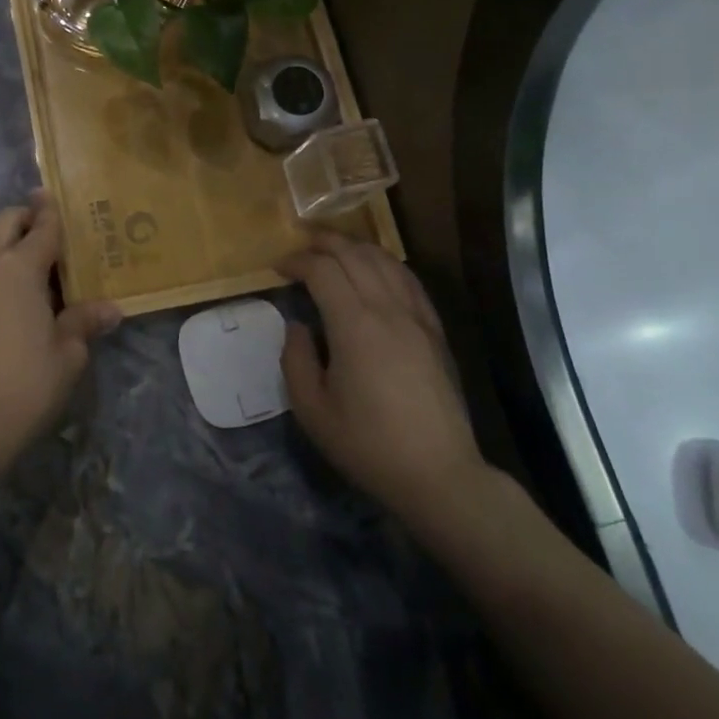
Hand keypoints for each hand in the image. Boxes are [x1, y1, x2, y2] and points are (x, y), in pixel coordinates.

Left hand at [0, 192, 122, 464]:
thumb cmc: (27, 382)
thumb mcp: (68, 353)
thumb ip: (84, 321)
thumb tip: (111, 309)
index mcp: (18, 268)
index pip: (42, 227)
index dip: (54, 211)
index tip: (60, 196)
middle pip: (5, 222)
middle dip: (27, 217)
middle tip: (52, 230)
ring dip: (10, 242)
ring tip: (40, 267)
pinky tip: (19, 296)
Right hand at [280, 233, 491, 525]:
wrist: (439, 476)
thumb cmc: (368, 446)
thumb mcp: (312, 411)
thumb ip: (296, 360)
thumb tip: (297, 326)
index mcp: (355, 326)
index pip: (323, 270)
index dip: (297, 261)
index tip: (278, 268)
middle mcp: (388, 310)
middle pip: (355, 254)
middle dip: (324, 242)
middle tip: (300, 245)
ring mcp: (417, 317)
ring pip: (385, 260)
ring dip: (355, 247)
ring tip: (333, 250)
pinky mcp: (435, 331)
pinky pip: (409, 280)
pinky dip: (386, 264)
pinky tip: (375, 269)